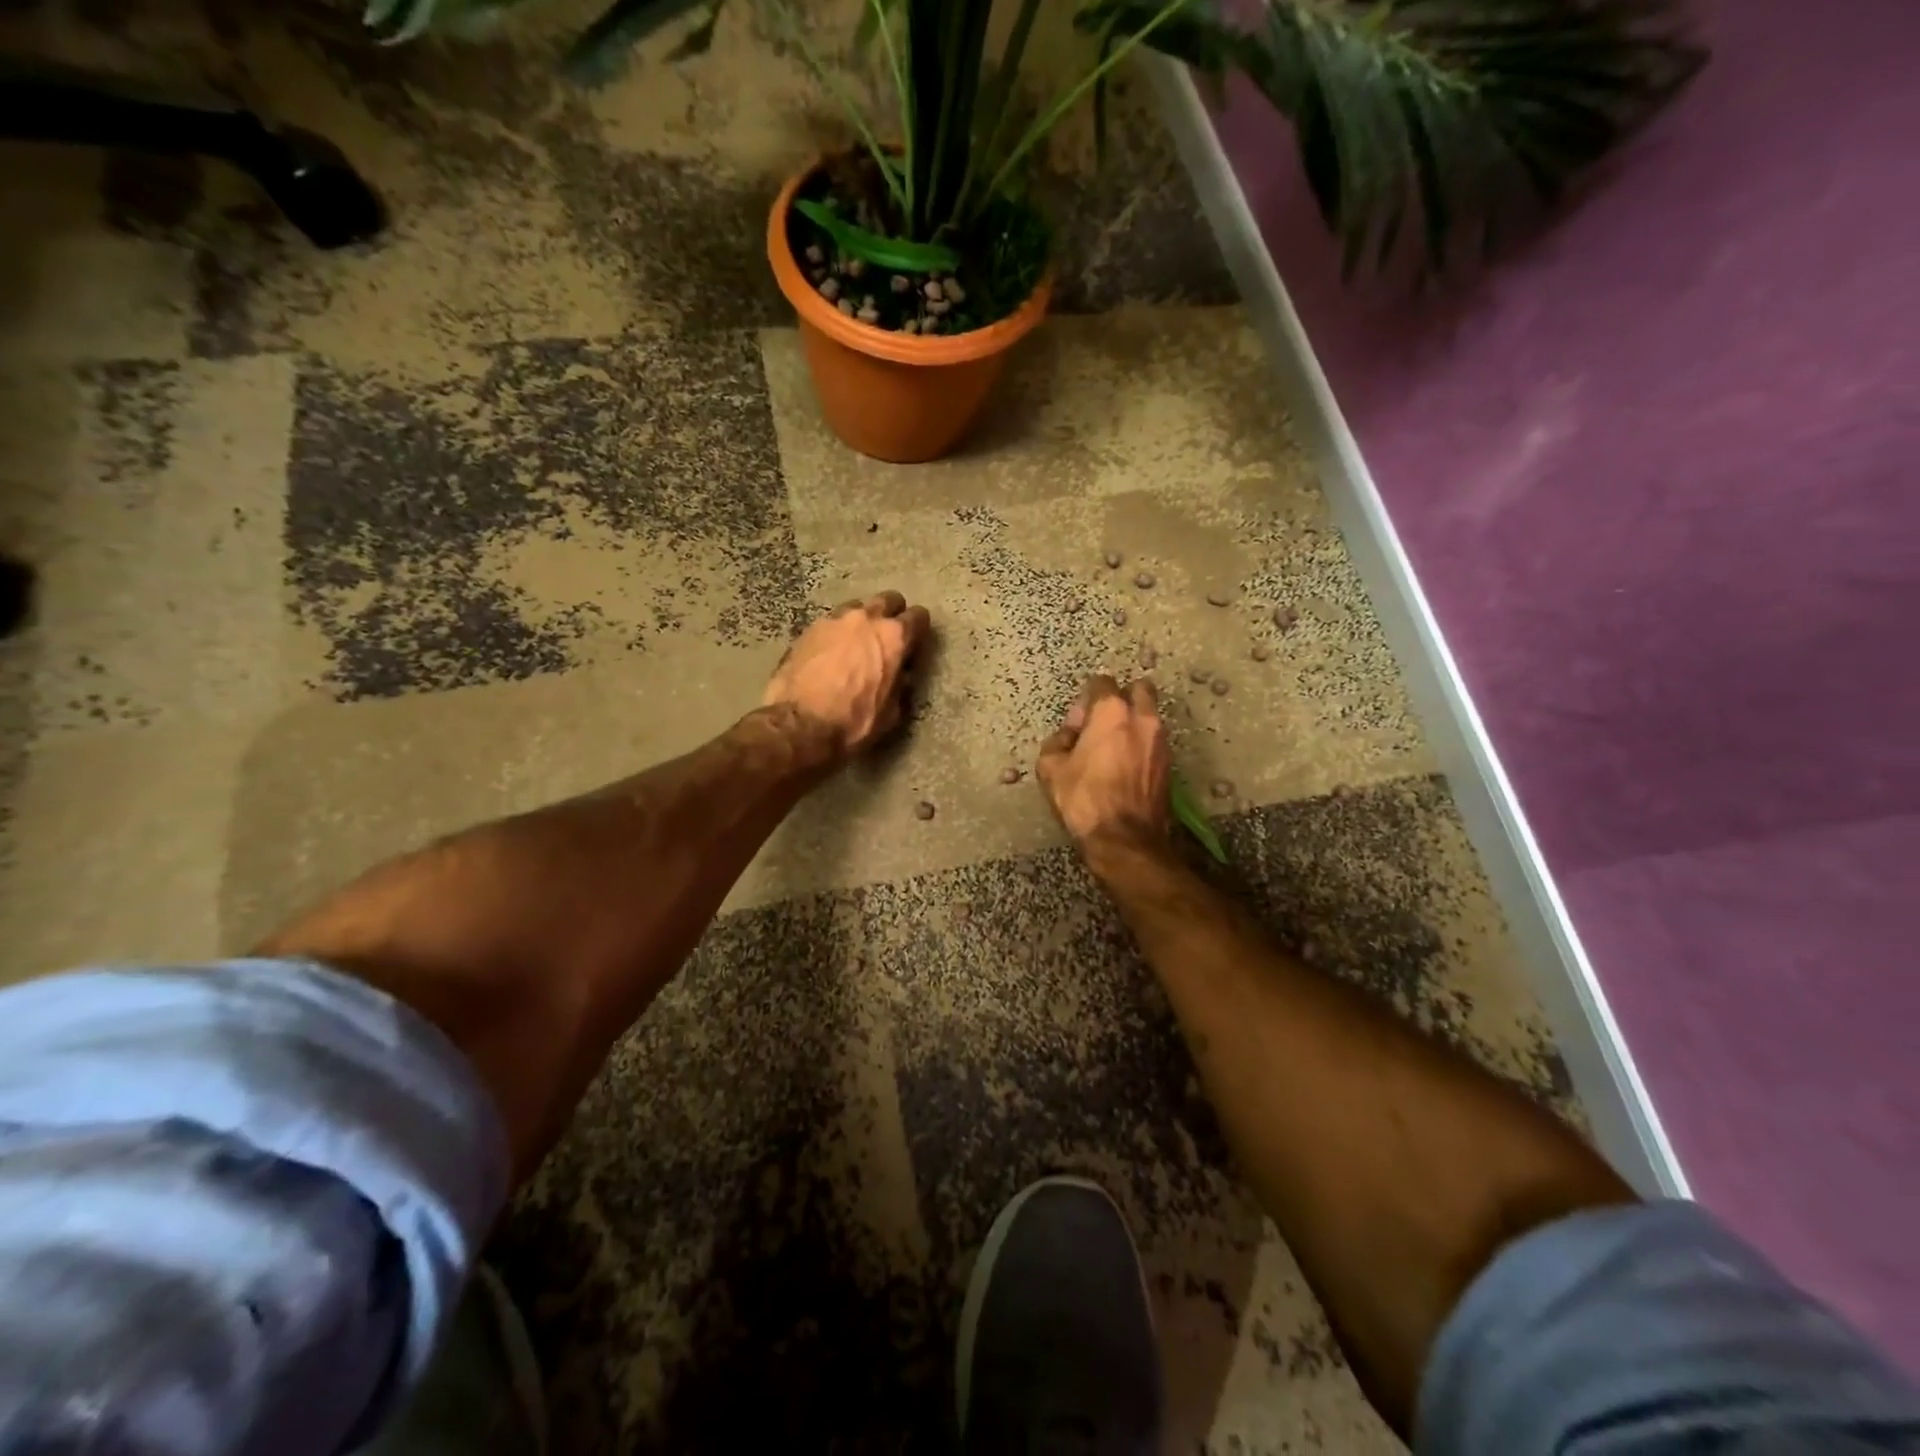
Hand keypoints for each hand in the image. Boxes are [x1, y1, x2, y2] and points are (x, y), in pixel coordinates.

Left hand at [762, 591, 931, 758]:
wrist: (799, 724)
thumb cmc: (853, 722)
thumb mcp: (891, 713)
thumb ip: (900, 686)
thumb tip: (900, 675)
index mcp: (894, 637)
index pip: (918, 617)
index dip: (920, 629)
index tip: (916, 641)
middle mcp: (866, 618)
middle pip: (888, 600)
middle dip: (892, 614)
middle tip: (888, 636)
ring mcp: (834, 620)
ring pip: (857, 607)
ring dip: (862, 621)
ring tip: (856, 642)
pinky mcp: (808, 629)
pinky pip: (831, 622)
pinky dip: (837, 633)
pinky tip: (831, 652)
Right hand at [1035, 675, 1170, 846]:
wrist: (1124, 839)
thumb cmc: (1084, 799)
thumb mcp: (1050, 769)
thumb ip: (1057, 741)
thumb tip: (1070, 735)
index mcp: (1112, 712)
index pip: (1102, 682)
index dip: (1087, 698)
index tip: (1078, 721)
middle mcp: (1143, 719)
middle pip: (1138, 689)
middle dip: (1121, 698)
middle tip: (1102, 723)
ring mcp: (1161, 741)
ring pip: (1149, 716)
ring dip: (1133, 723)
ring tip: (1113, 750)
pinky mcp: (1170, 765)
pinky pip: (1154, 742)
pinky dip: (1141, 746)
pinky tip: (1125, 768)